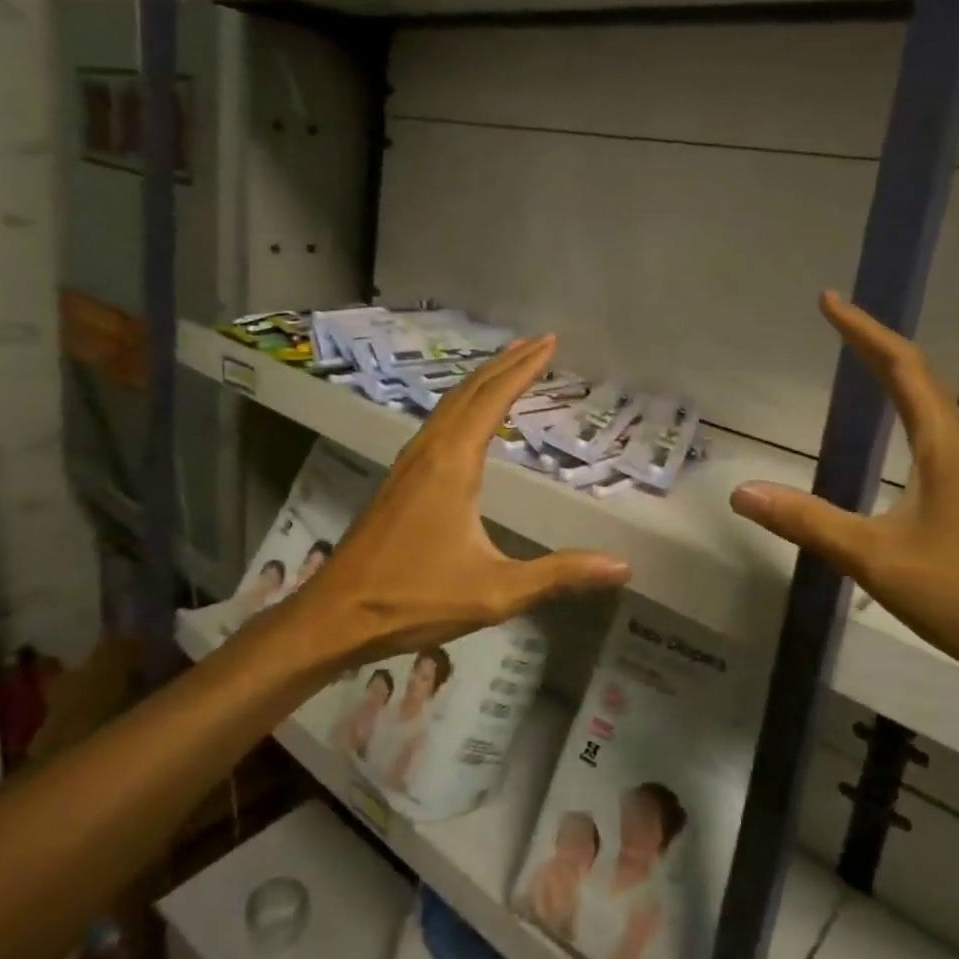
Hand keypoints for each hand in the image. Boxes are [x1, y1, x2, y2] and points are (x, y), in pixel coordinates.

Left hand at [299, 337, 631, 668]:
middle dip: (506, 363)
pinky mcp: (399, 479)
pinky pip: (437, 423)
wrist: (335, 615)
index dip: (524, 368)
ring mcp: (409, 462)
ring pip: (449, 404)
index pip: (494, 399)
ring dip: (482, 380)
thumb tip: (622, 566)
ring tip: (509, 366)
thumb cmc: (414, 598)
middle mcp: (430, 450)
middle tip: (539, 342)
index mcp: (453, 462)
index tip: (550, 342)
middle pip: (470, 391)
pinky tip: (468, 418)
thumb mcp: (495, 591)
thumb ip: (558, 575)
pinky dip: (462, 404)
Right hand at [729, 293, 958, 691]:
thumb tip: (742, 492)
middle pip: (918, 378)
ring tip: (860, 366)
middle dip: (875, 346)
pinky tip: (895, 440)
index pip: (900, 366)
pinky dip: (906, 417)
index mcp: (945, 443)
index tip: (830, 301)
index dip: (863, 331)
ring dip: (895, 380)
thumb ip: (808, 521)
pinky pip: (936, 438)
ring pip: (931, 409)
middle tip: (836, 325)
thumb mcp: (876, 557)